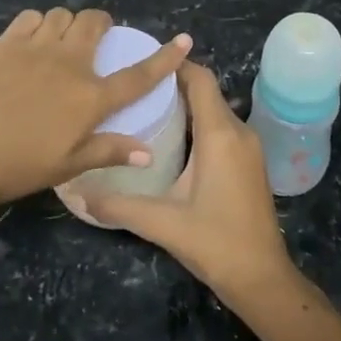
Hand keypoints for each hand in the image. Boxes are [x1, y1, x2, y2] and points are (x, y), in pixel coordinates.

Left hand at [0, 7, 190, 212]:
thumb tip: (148, 152)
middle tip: (98, 42)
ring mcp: (35, 47)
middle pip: (95, 24)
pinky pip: (31, 17)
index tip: (184, 40)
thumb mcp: (66, 166)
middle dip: (103, 25)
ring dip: (70, 23)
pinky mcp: (5, 43)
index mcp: (89, 97)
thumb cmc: (14, 165)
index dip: (164, 58)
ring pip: (63, 15)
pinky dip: (39, 24)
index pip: (137, 75)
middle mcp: (68, 63)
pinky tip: (32, 41)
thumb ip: (108, 151)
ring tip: (63, 42)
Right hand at [80, 61, 294, 300]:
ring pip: (215, 110)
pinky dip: (199, 123)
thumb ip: (118, 205)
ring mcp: (249, 147)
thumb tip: (78, 193)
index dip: (175, 64)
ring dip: (186, 105)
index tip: (143, 61)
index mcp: (220, 134)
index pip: (200, 79)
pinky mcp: (250, 163)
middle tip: (135, 88)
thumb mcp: (162, 222)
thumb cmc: (215, 242)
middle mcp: (239, 131)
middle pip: (207, 92)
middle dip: (174, 84)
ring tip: (147, 109)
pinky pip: (223, 128)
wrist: (262, 278)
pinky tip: (172, 141)